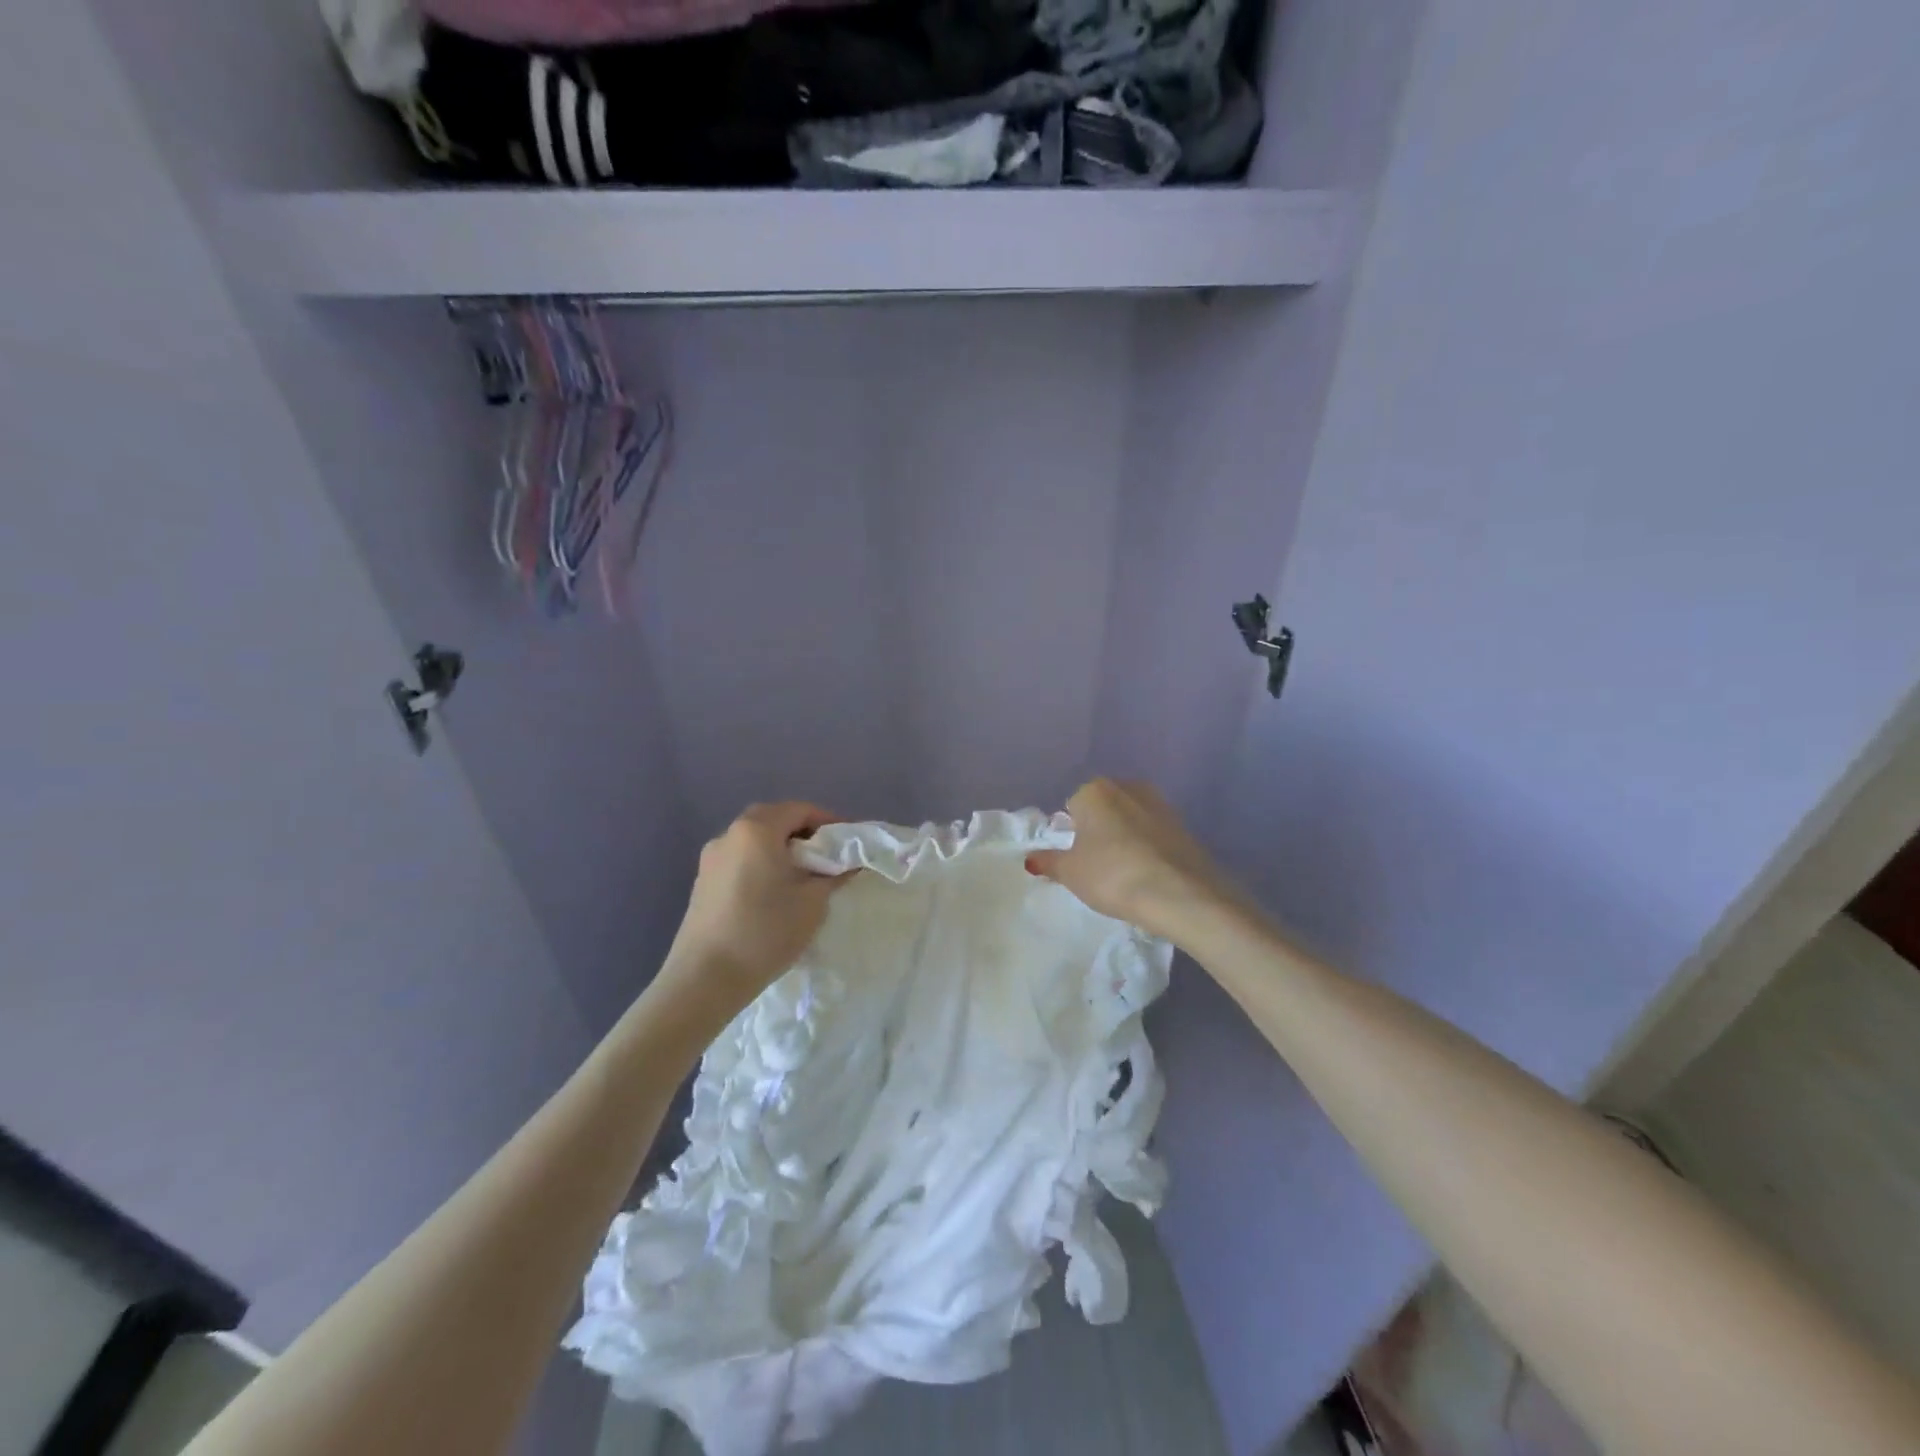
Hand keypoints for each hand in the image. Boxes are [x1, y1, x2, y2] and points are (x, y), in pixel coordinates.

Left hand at [652, 802, 853, 1026]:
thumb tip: (848, 863)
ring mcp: (711, 858)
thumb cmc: (765, 931)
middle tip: (828, 857)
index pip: (800, 809)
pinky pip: (740, 860)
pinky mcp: (702, 882)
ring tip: (803, 877)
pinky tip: (774, 893)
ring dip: (781, 849)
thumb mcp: (813, 902)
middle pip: (774, 819)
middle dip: (804, 833)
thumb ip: (834, 874)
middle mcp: (729, 834)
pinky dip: (762, 864)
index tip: (849, 843)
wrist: (705, 978)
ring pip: (755, 840)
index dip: (829, 822)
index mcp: (757, 829)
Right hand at [1026, 779, 1238, 941]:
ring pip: (1130, 819)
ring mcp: (1160, 804)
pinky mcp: (1184, 825)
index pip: (1072, 806)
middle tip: (1097, 866)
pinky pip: (1154, 834)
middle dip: (1098, 831)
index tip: (1076, 860)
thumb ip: (1049, 862)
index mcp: (1095, 790)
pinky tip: (1148, 874)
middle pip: (1103, 808)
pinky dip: (1148, 848)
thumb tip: (1031, 858)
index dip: (1070, 834)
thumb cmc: (1113, 876)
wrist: (1181, 894)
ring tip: (1124, 873)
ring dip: (1125, 838)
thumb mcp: (1071, 873)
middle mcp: (1127, 787)